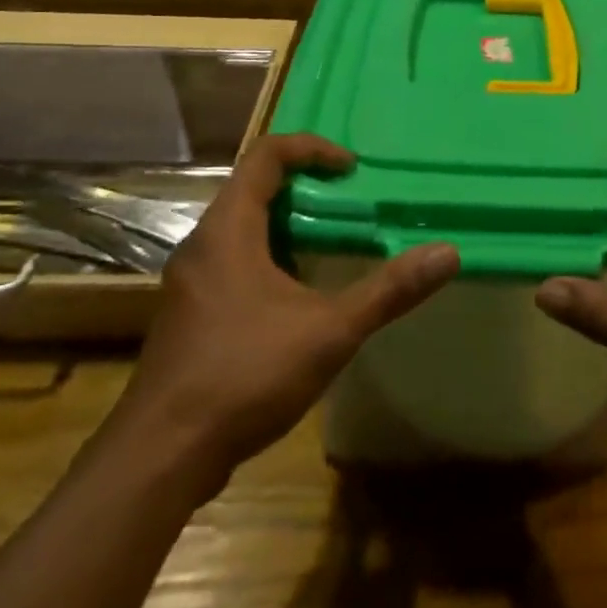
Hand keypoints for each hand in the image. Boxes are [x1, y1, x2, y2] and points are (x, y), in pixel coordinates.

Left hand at [114, 134, 459, 469]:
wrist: (159, 458)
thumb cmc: (243, 376)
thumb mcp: (329, 331)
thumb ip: (388, 291)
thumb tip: (447, 253)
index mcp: (229, 229)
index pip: (266, 155)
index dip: (311, 149)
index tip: (350, 169)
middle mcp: (203, 244)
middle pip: (252, 187)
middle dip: (304, 186)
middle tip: (348, 204)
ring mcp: (190, 282)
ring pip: (240, 228)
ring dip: (286, 224)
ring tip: (330, 244)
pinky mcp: (188, 315)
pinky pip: (231, 261)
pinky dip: (268, 256)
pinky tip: (296, 297)